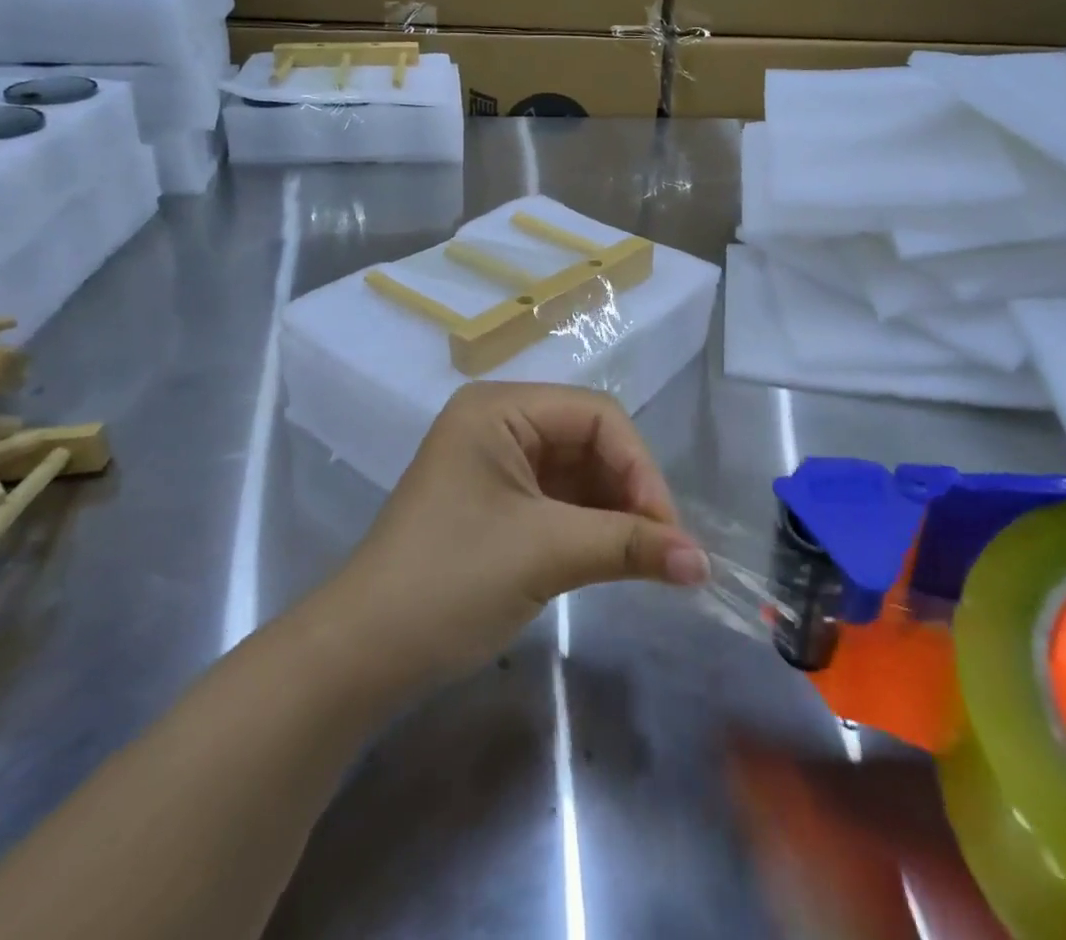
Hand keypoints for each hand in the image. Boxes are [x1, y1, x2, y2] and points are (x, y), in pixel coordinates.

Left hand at [330, 383, 708, 687]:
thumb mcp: (544, 554)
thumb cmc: (449, 582)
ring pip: (579, 473)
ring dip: (615, 511)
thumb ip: (628, 545)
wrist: (360, 657)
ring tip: (647, 559)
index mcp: (499, 408)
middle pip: (589, 440)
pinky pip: (560, 501)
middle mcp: (499, 423)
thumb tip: (704, 561)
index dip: (640, 466)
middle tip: (663, 550)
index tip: (670, 530)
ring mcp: (496, 465)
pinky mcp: (497, 505)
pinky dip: (591, 527)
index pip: (595, 415)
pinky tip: (615, 557)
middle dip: (629, 491)